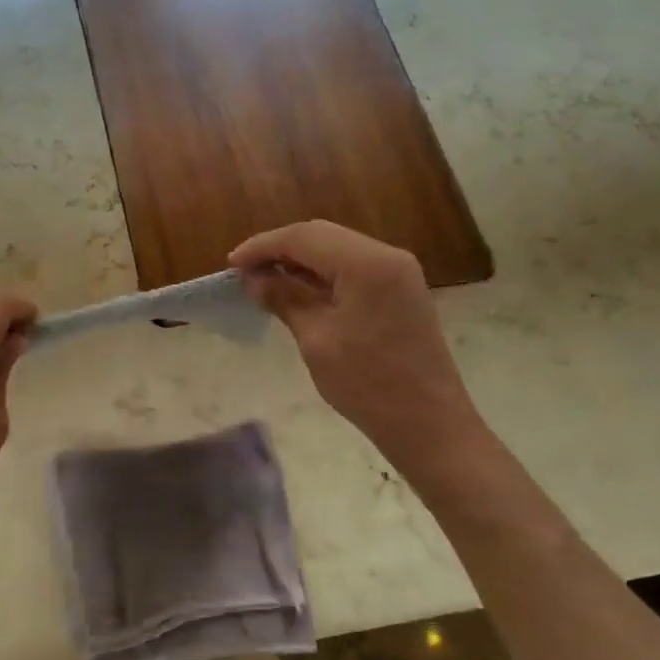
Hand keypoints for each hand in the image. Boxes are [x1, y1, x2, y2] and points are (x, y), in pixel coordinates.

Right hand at [230, 221, 489, 482]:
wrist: (428, 424)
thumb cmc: (367, 383)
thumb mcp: (316, 339)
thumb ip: (284, 298)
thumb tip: (254, 278)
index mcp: (367, 263)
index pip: (304, 237)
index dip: (263, 246)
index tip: (231, 264)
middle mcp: (386, 255)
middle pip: (321, 235)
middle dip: (279, 248)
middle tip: (244, 271)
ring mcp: (397, 272)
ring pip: (336, 249)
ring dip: (299, 260)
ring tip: (264, 279)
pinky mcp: (399, 290)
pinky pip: (351, 267)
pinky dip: (320, 273)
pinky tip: (297, 289)